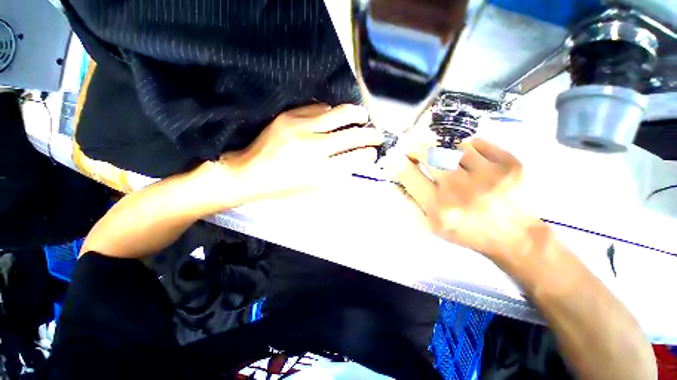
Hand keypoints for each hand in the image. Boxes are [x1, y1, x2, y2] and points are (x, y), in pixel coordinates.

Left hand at [220, 104, 383, 203]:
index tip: (373, 152)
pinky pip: (318, 108)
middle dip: (371, 133)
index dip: (369, 154)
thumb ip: (337, 175)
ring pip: (338, 114)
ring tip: (362, 117)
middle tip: (377, 133)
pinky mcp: (289, 116)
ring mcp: (300, 128)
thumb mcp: (313, 188)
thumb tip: (355, 160)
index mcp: (319, 171)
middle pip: (352, 134)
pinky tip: (333, 117)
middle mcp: (313, 147)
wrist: (250, 173)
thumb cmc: (284, 186)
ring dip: (355, 115)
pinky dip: (331, 112)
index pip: (355, 158)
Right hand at [398, 138, 541, 260]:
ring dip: (442, 148)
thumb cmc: (466, 232)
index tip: (396, 157)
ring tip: (444, 156)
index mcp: (437, 206)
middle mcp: (459, 188)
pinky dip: (468, 147)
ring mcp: (486, 173)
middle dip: (415, 147)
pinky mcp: (508, 164)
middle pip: (427, 152)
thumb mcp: (430, 226)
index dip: (397, 161)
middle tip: (414, 149)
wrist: (514, 236)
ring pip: (452, 145)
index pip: (407, 173)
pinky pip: (478, 142)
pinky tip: (469, 158)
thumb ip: (408, 203)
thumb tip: (392, 182)